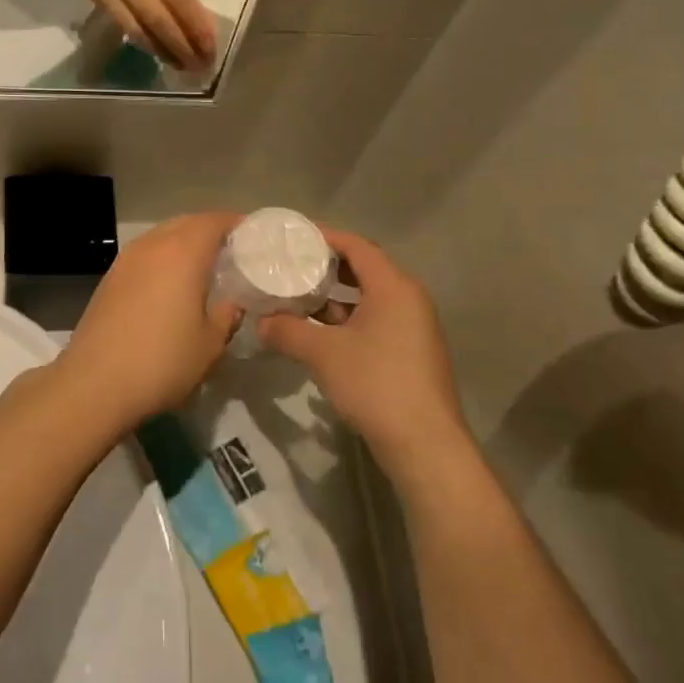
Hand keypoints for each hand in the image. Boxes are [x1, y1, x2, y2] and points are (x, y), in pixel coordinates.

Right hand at [27, 0, 216, 67]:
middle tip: (200, 67)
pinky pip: (118, 19)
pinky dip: (138, 35)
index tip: (212, 47)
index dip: (195, 26)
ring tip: (178, 64)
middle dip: (181, 48)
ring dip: (159, 51)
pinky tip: (152, 44)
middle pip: (156, 21)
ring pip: (135, 28)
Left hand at [51, 213, 243, 432]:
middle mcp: (152, 245)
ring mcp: (125, 260)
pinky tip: (170, 285)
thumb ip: (228, 316)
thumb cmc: (162, 361)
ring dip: (184, 244)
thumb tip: (233, 303)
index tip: (255, 237)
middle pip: (186, 224)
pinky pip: (144, 255)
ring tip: (203, 267)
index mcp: (183, 252)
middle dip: (210, 231)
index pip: (214, 221)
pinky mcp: (109, 279)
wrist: (94, 384)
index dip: (236, 224)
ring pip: (162, 237)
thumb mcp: (210, 344)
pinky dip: (162, 259)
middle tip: (232, 252)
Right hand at [258, 227, 469, 479]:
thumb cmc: (375, 384)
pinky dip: (347, 320)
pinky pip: (375, 321)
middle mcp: (408, 299)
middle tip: (290, 268)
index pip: (357, 246)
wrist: (424, 444)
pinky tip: (319, 334)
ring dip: (334, 297)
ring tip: (297, 299)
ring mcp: (413, 327)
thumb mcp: (323, 353)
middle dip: (325, 268)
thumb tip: (259, 322)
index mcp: (394, 287)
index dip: (324, 238)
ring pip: (368, 298)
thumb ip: (287, 331)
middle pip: (364, 269)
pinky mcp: (411, 352)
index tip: (292, 238)